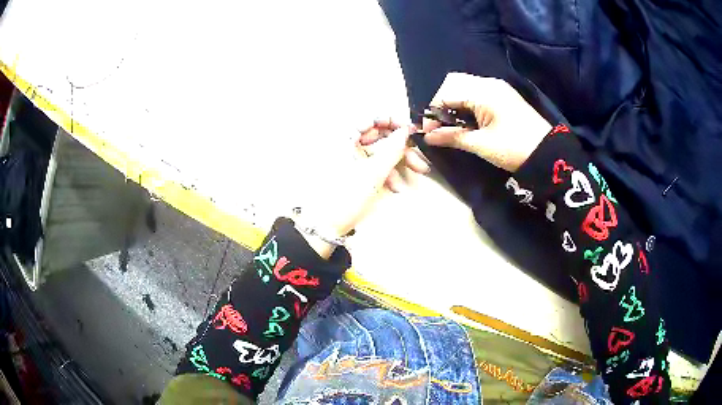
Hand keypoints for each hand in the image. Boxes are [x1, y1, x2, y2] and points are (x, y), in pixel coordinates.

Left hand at [298, 121, 425, 257]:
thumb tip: (406, 131)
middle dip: (401, 148)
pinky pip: (375, 166)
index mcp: (345, 139)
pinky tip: (397, 186)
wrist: (326, 227)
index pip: (370, 120)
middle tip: (419, 157)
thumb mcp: (373, 173)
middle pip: (379, 137)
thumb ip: (392, 149)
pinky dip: (388, 173)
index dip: (392, 122)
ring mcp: (351, 160)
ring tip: (415, 174)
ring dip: (398, 162)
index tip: (410, 130)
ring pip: (380, 153)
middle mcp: (347, 145)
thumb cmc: (346, 197)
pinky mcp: (355, 173)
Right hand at [422, 73, 551, 171]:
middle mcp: (489, 83)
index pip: (446, 92)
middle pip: (454, 83)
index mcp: (483, 92)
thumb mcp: (482, 144)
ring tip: (453, 125)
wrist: (548, 154)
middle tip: (441, 126)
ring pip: (465, 86)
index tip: (429, 131)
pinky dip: (466, 103)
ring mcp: (498, 88)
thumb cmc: (514, 148)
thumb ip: (453, 137)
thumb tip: (428, 136)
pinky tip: (468, 120)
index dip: (433, 111)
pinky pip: (477, 92)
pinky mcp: (503, 95)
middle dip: (442, 103)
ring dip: (454, 103)